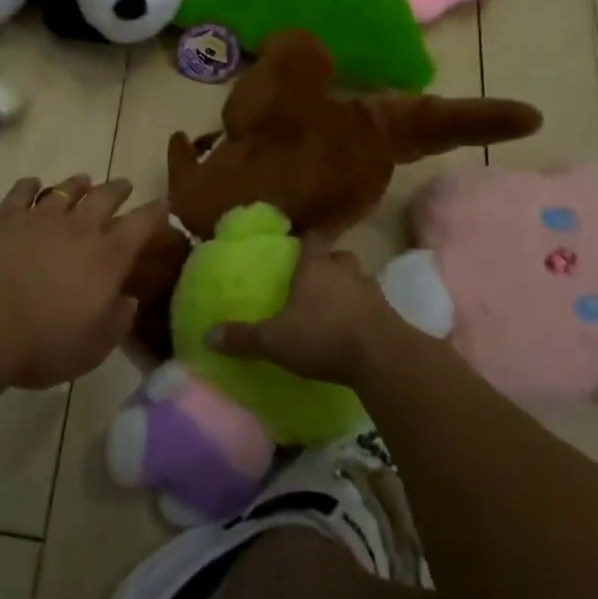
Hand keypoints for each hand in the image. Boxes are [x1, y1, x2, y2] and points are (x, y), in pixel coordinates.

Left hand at [0, 176, 168, 389]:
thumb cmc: (43, 342)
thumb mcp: (92, 348)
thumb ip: (116, 322)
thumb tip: (127, 300)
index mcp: (107, 258)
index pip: (141, 225)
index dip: (155, 213)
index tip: (163, 204)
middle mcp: (79, 229)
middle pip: (105, 197)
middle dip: (118, 189)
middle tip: (125, 185)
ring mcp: (40, 218)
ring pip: (65, 190)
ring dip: (78, 184)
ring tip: (84, 180)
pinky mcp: (5, 217)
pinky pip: (22, 191)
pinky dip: (30, 185)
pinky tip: (32, 184)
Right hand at [210, 239, 412, 388]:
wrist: (383, 358)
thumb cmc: (323, 337)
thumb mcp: (274, 341)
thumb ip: (243, 338)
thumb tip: (206, 335)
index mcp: (315, 268)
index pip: (311, 240)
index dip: (305, 240)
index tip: (298, 244)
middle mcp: (345, 272)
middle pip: (339, 257)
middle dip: (329, 264)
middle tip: (316, 278)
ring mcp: (372, 292)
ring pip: (359, 280)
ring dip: (349, 288)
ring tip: (336, 305)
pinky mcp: (391, 316)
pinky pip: (375, 306)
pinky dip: (365, 312)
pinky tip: (355, 329)